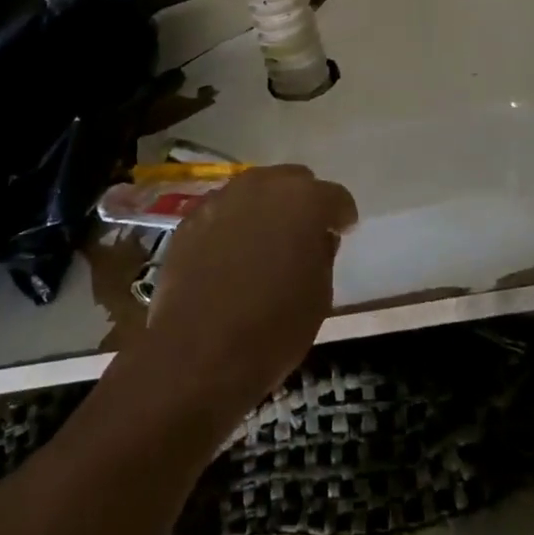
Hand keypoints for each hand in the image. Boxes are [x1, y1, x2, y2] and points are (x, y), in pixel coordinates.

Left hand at [141, 165, 357, 418]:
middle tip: (302, 234)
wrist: (197, 353)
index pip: (336, 197)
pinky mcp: (191, 218)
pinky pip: (223, 211)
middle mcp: (263, 186)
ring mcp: (223, 198)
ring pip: (254, 190)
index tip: (341, 232)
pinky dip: (232, 224)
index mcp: (305, 201)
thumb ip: (323, 254)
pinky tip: (228, 254)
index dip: (341, 216)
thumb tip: (318, 237)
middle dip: (302, 202)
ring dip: (264, 208)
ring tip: (263, 242)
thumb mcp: (319, 297)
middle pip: (293, 181)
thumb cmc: (272, 328)